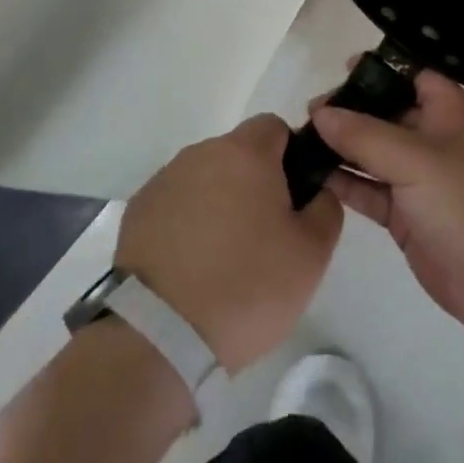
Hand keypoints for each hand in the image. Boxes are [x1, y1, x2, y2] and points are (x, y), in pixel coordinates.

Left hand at [116, 114, 342, 372]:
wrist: (160, 334)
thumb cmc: (247, 286)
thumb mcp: (312, 254)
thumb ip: (326, 208)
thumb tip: (318, 191)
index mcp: (244, 153)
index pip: (274, 127)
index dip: (291, 155)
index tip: (295, 197)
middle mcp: (200, 154)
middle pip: (237, 153)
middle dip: (254, 182)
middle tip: (266, 234)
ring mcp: (163, 181)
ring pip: (205, 178)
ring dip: (219, 202)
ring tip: (225, 256)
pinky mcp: (137, 211)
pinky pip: (175, 204)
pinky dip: (187, 223)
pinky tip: (192, 266)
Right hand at [312, 71, 463, 340]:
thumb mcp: (416, 160)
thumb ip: (364, 134)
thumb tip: (321, 113)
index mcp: (449, 111)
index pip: (412, 75)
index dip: (379, 70)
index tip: (338, 69)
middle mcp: (434, 139)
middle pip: (386, 113)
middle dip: (349, 111)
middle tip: (307, 113)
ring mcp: (420, 179)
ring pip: (373, 153)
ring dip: (341, 148)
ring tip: (298, 142)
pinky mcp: (408, 215)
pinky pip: (370, 190)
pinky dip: (345, 184)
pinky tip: (311, 176)